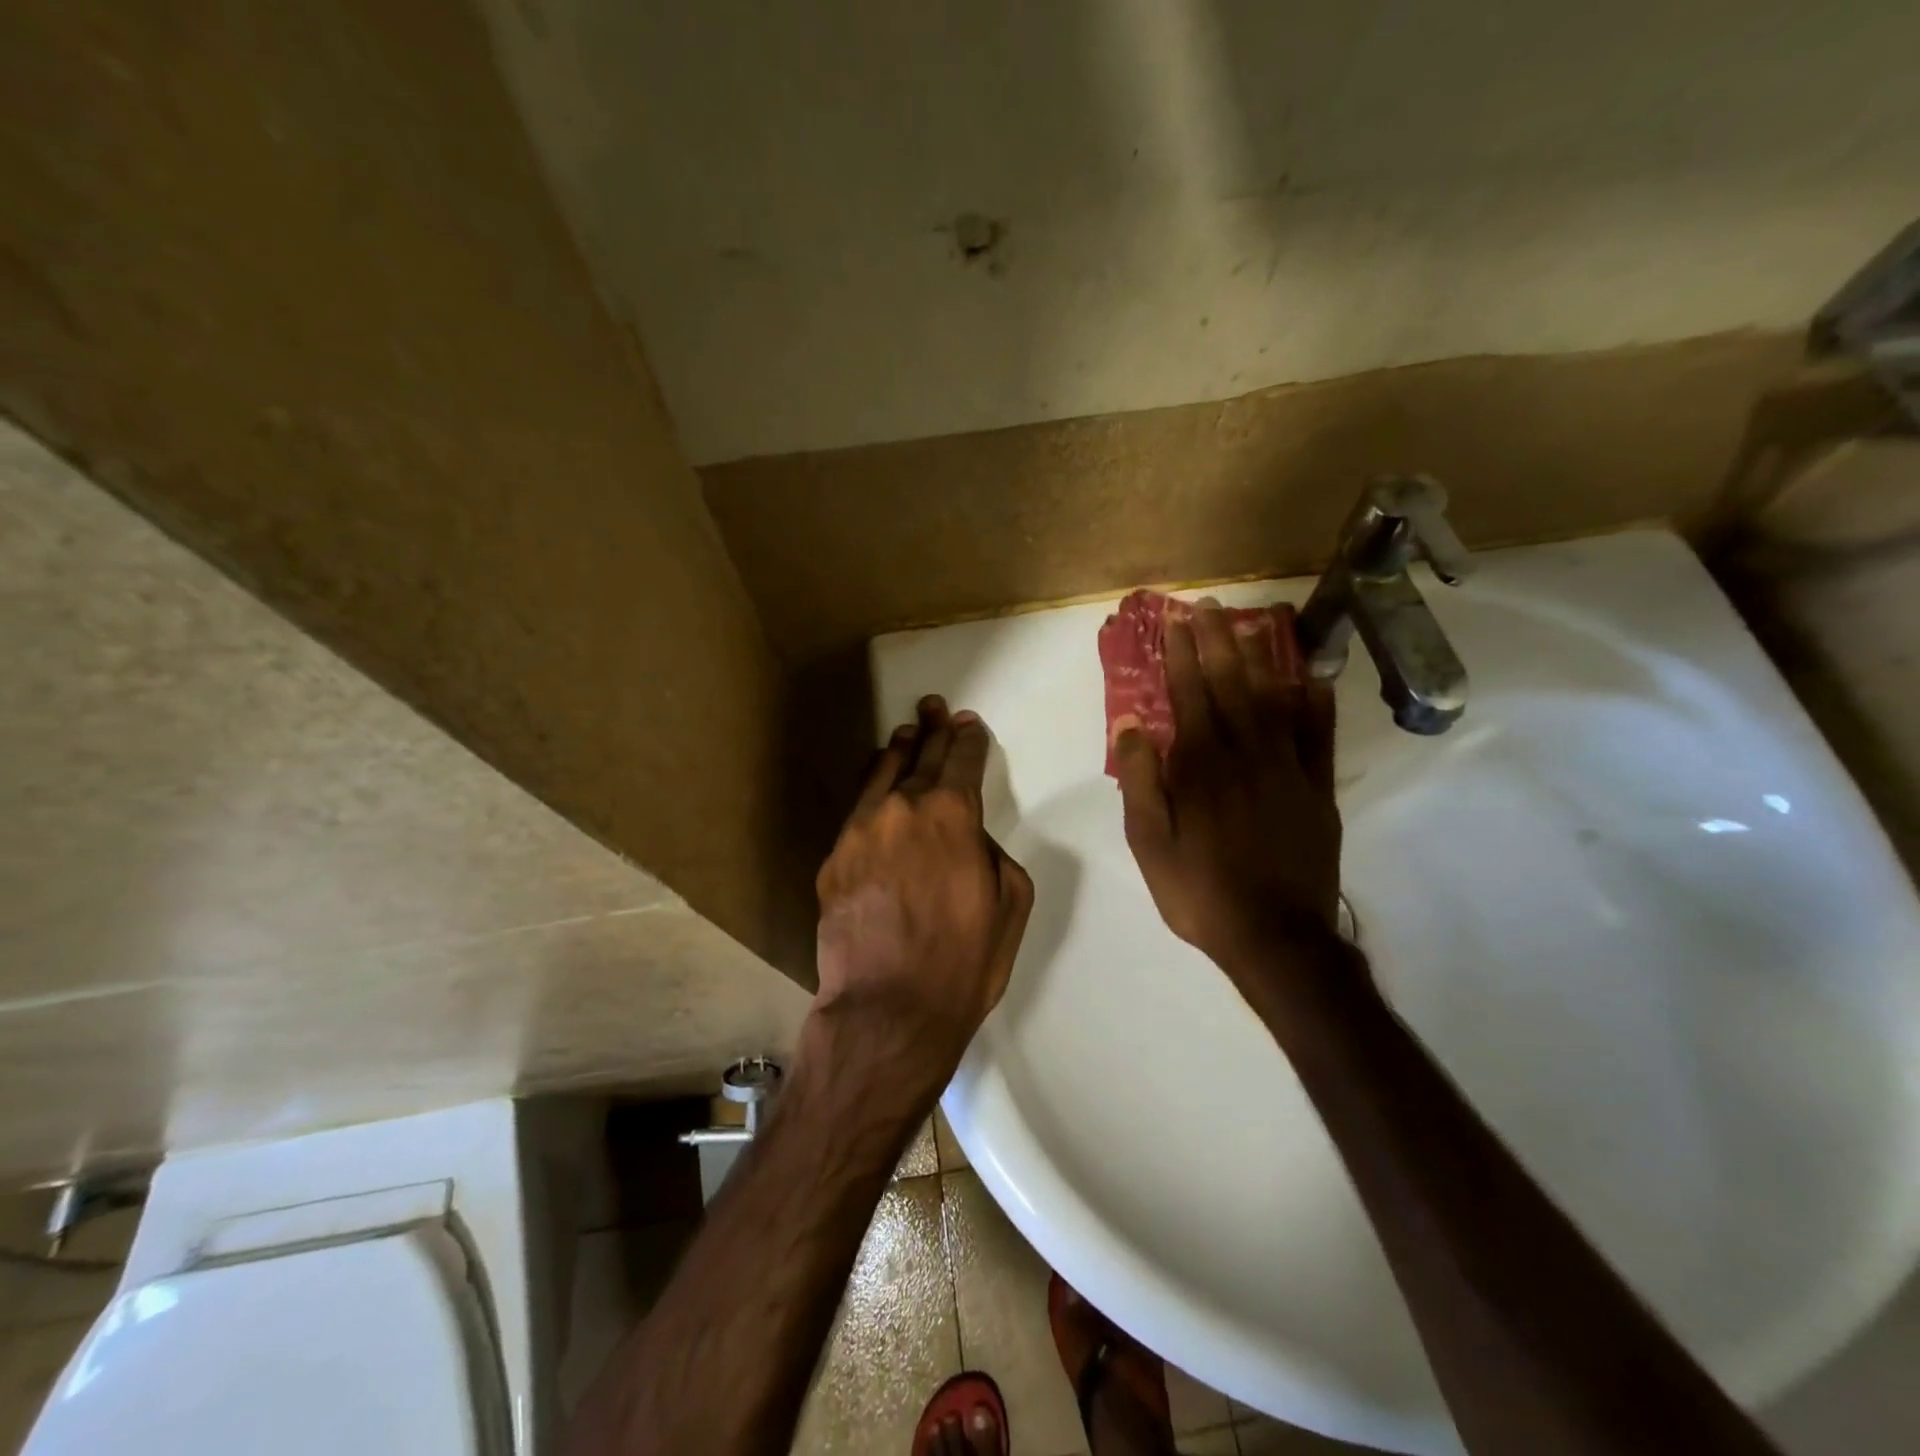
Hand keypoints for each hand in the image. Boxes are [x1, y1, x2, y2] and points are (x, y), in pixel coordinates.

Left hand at [815, 696, 1033, 1065]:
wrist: (889, 1008)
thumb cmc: (964, 960)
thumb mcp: (1010, 902)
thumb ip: (992, 852)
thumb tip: (968, 838)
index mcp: (952, 814)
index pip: (962, 760)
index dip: (968, 739)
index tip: (968, 725)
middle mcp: (902, 808)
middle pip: (921, 757)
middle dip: (933, 730)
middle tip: (934, 706)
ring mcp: (861, 830)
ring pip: (881, 774)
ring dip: (898, 751)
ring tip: (905, 734)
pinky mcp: (834, 857)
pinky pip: (857, 809)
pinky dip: (871, 789)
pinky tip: (875, 784)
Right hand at [1112, 600, 1345, 993]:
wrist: (1275, 937)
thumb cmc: (1199, 891)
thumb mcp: (1149, 843)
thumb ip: (1141, 779)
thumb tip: (1131, 722)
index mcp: (1201, 766)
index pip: (1189, 694)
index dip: (1181, 654)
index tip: (1175, 620)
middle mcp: (1246, 755)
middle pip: (1232, 685)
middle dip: (1219, 641)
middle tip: (1213, 606)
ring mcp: (1288, 770)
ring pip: (1274, 700)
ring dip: (1262, 659)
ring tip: (1254, 625)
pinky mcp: (1317, 791)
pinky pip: (1319, 738)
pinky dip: (1316, 706)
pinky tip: (1313, 681)